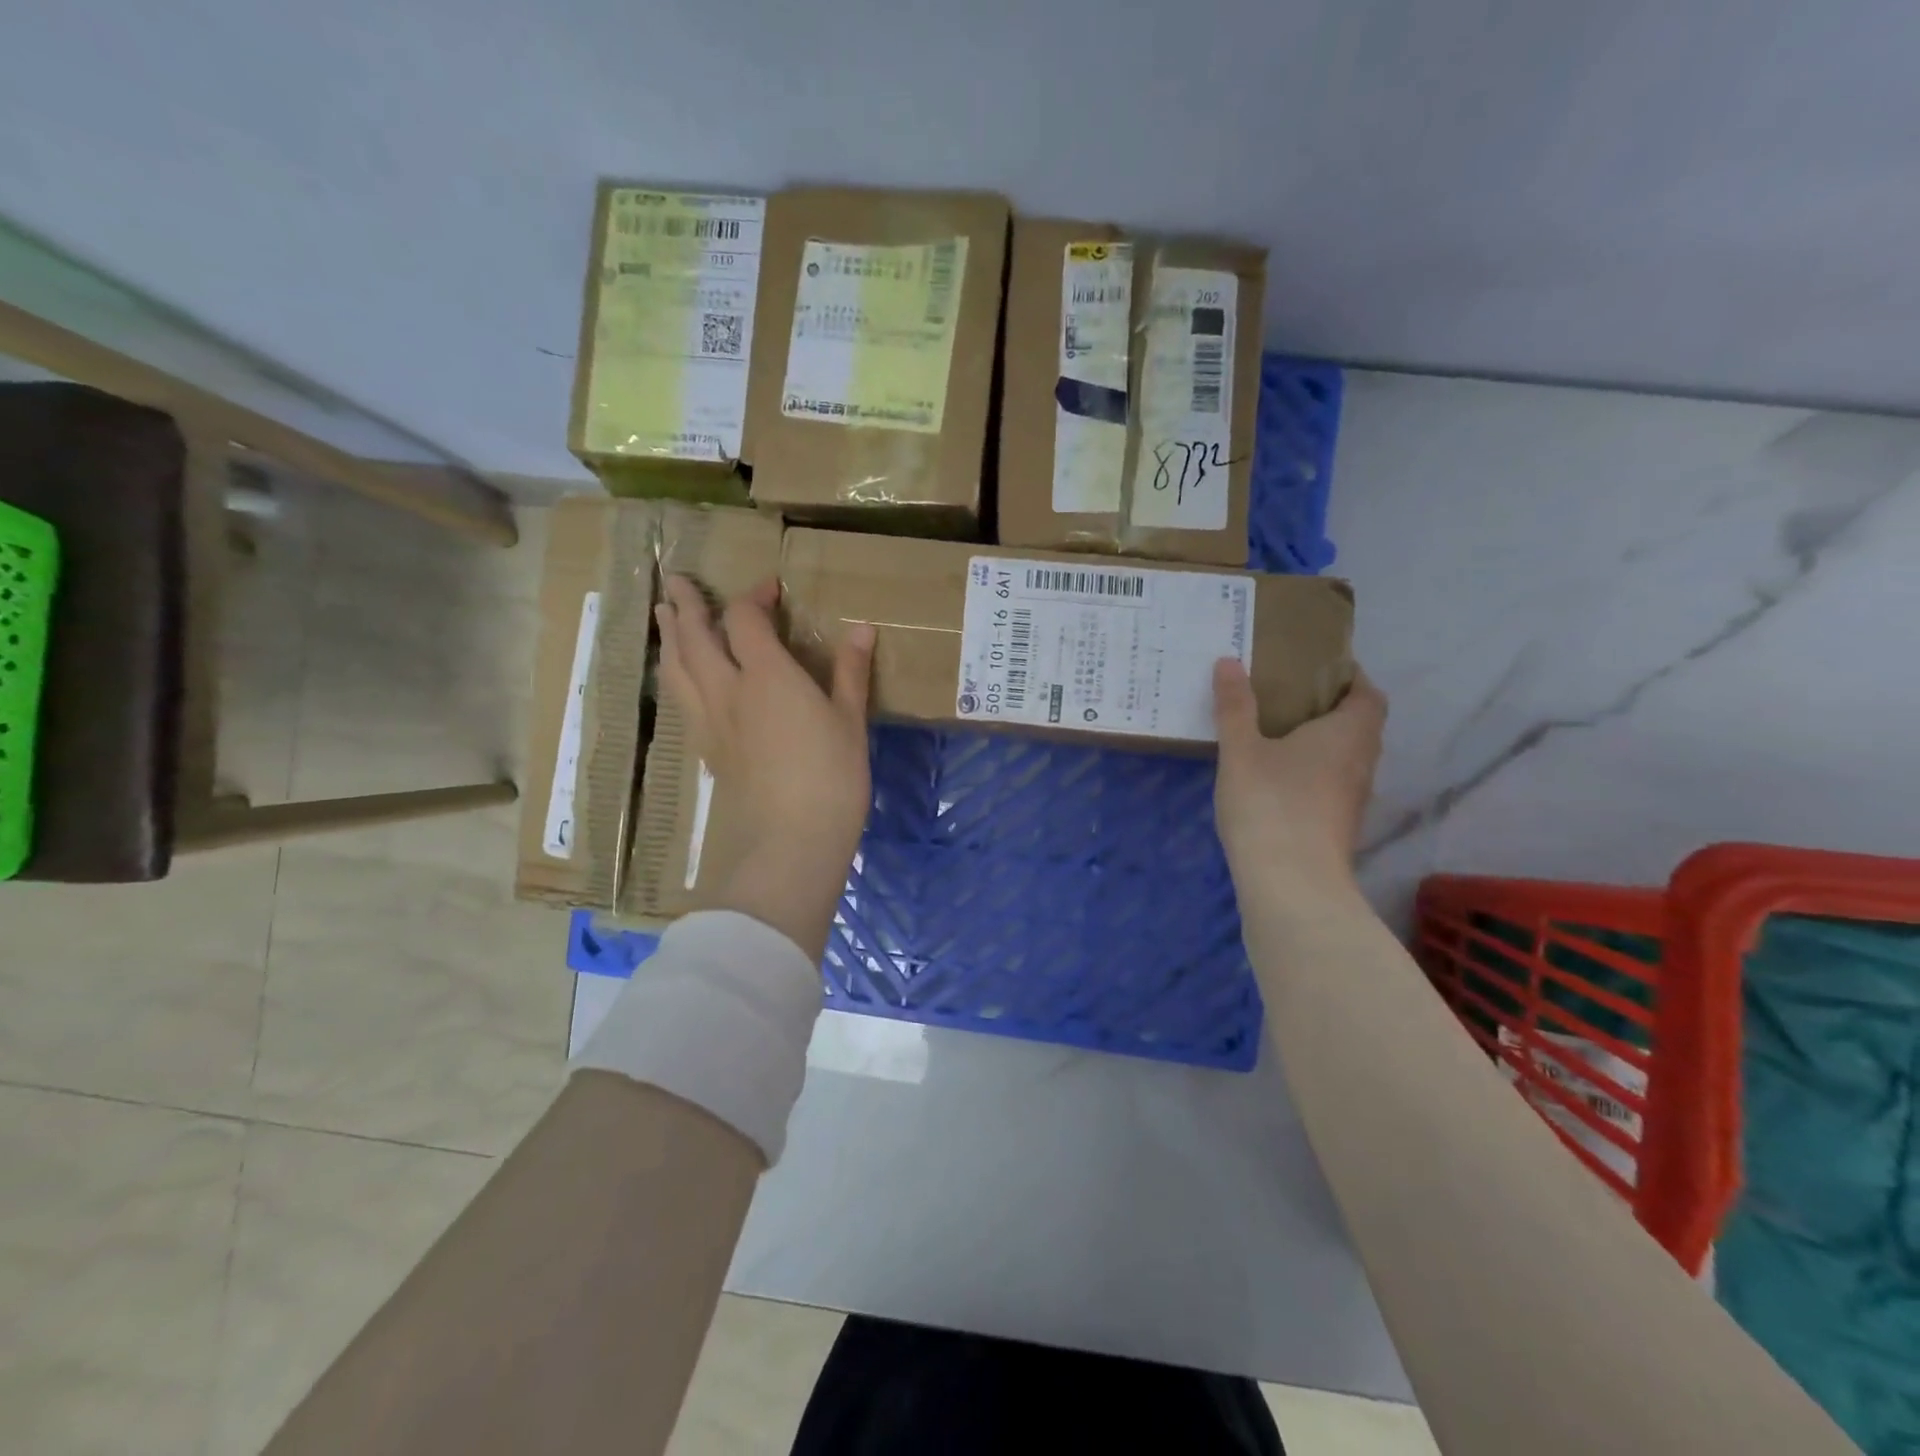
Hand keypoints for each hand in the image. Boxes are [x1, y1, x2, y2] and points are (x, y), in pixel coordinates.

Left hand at [655, 575, 874, 961]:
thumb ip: (851, 672)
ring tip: (663, 616)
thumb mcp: (850, 722)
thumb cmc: (831, 778)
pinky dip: (676, 676)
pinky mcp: (707, 750)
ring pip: (678, 669)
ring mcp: (711, 722)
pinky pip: (682, 700)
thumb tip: (861, 628)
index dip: (754, 597)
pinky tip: (681, 679)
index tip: (770, 589)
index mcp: (767, 676)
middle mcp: (728, 690)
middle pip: (696, 638)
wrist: (790, 842)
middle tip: (677, 582)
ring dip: (670, 637)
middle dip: (687, 607)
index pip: (746, 620)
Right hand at [1212, 659, 1386, 914]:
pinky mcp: (1338, 826)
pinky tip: (1277, 777)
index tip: (1316, 669)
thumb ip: (1235, 706)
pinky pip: (1331, 783)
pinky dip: (1312, 771)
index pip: (1368, 694)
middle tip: (1287, 696)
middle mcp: (1361, 762)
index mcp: (1348, 733)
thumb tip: (1229, 661)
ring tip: (1277, 733)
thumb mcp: (1241, 750)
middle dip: (1330, 708)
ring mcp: (1352, 798)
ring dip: (1321, 742)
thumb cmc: (1270, 804)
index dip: (1350, 677)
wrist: (1291, 884)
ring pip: (1346, 757)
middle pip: (1359, 725)